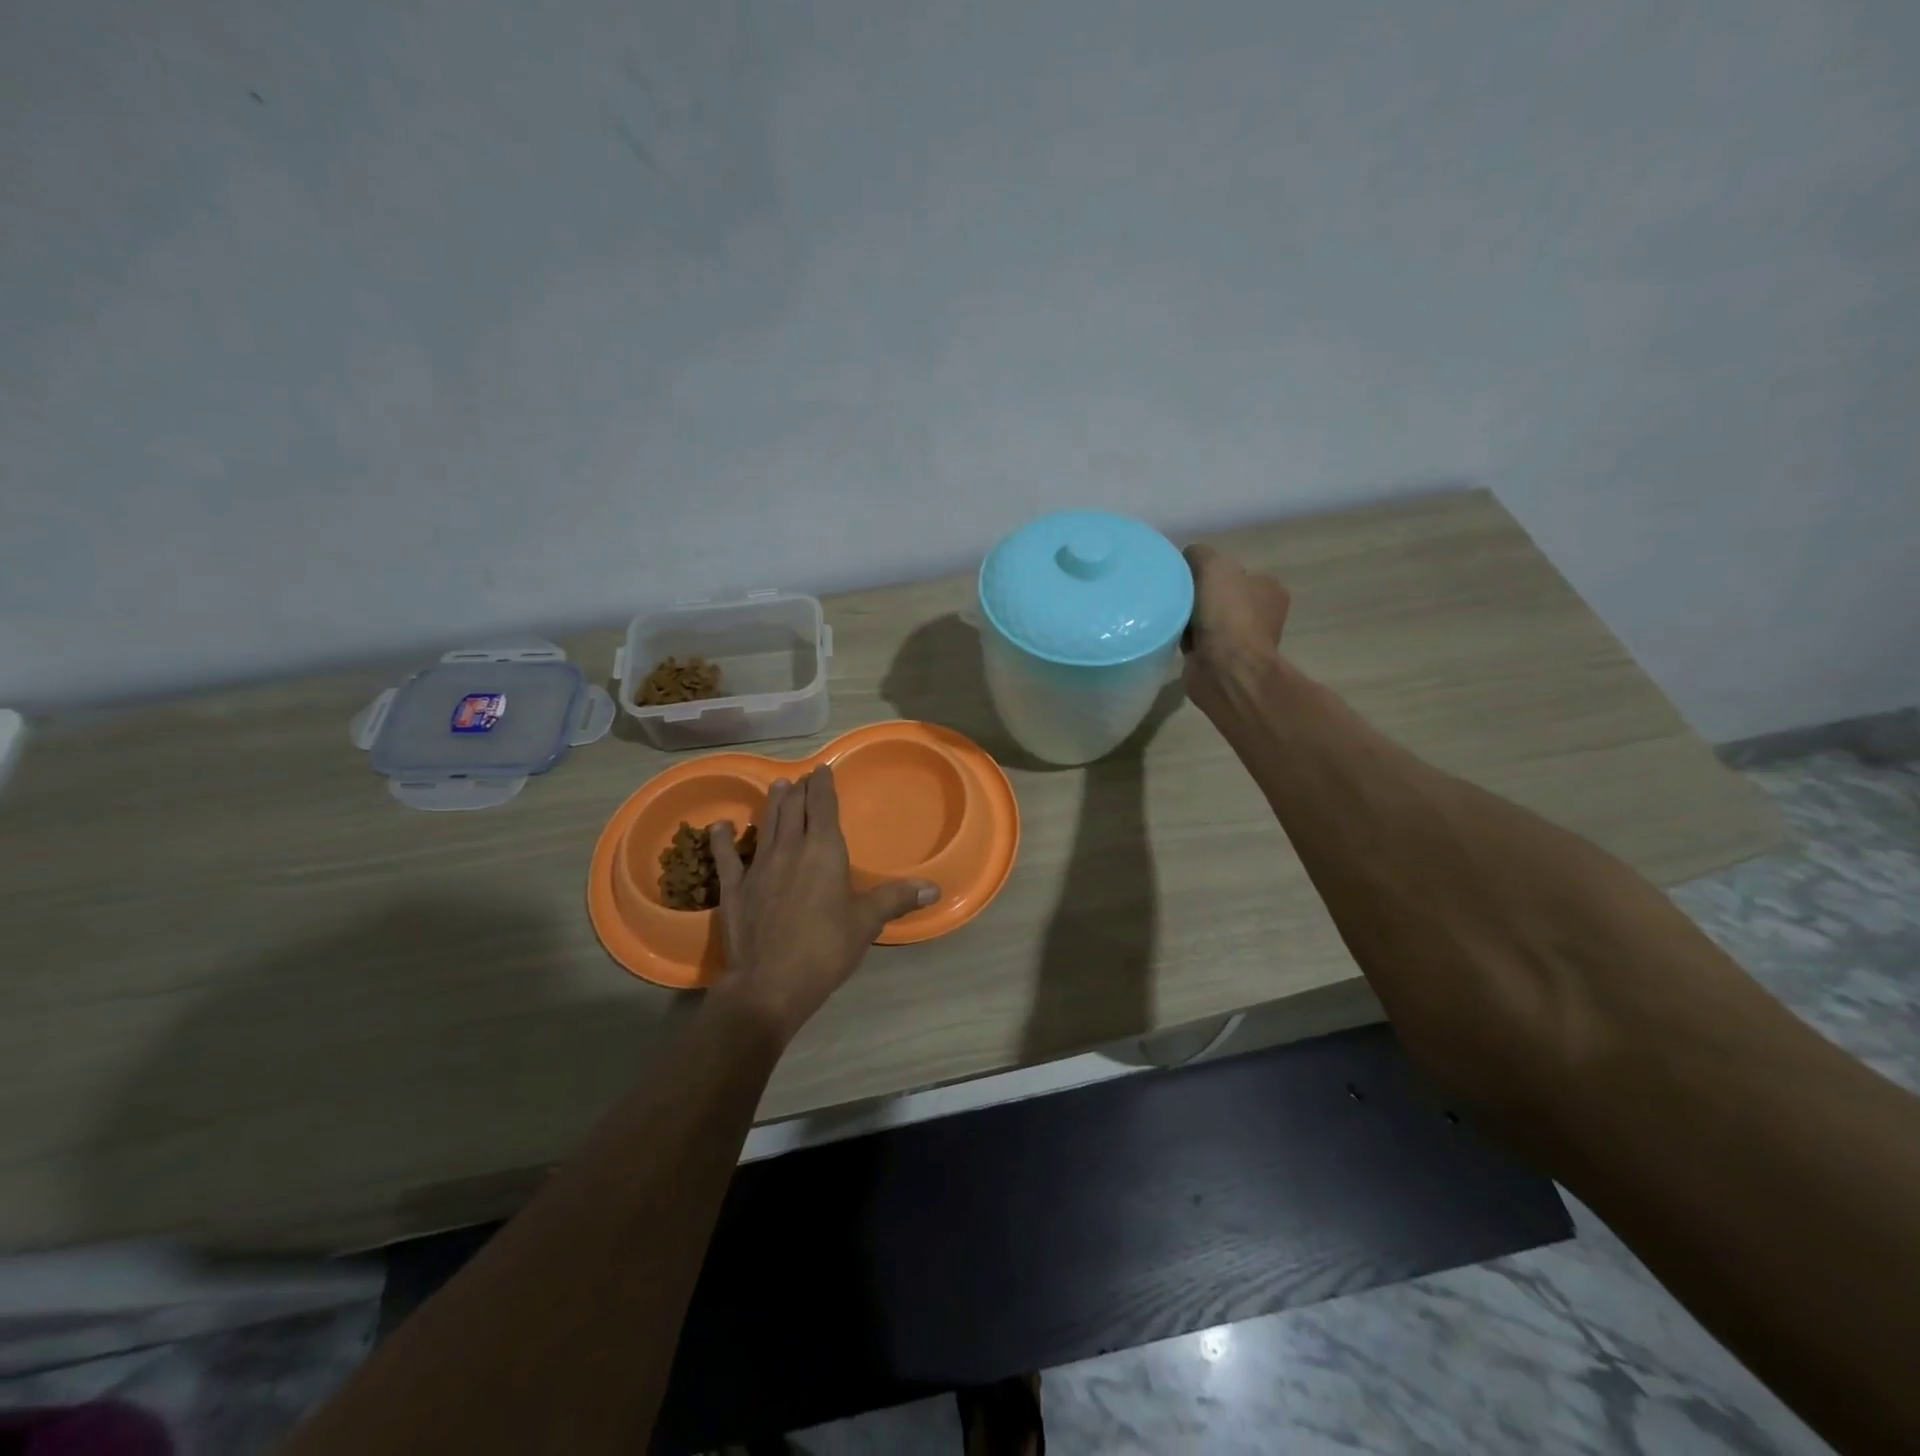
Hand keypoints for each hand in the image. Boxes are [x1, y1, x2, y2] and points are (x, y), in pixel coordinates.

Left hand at [707, 766, 936, 1044]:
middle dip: (799, 790)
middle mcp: (790, 849)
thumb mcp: (866, 922)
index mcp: (824, 851)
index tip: (822, 769)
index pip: (823, 807)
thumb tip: (934, 888)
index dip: (823, 786)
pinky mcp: (734, 888)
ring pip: (766, 825)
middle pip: (794, 810)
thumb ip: (896, 899)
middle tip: (801, 778)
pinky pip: (726, 856)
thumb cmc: (825, 948)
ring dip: (771, 804)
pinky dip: (722, 839)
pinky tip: (719, 826)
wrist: (770, 983)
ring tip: (776, 786)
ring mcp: (758, 866)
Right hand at [1181, 544, 1290, 700]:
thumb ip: (1200, 554)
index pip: (1234, 572)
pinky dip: (1182, 639)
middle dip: (1196, 595)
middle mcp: (1259, 614)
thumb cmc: (1227, 614)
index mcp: (1267, 589)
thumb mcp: (1214, 567)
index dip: (1208, 571)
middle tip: (1173, 594)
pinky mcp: (1220, 661)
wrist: (1225, 669)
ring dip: (1187, 618)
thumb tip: (1187, 558)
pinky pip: (1195, 642)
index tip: (1185, 575)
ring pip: (1205, 619)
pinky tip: (1169, 635)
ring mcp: (1241, 640)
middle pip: (1218, 595)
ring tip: (1167, 615)